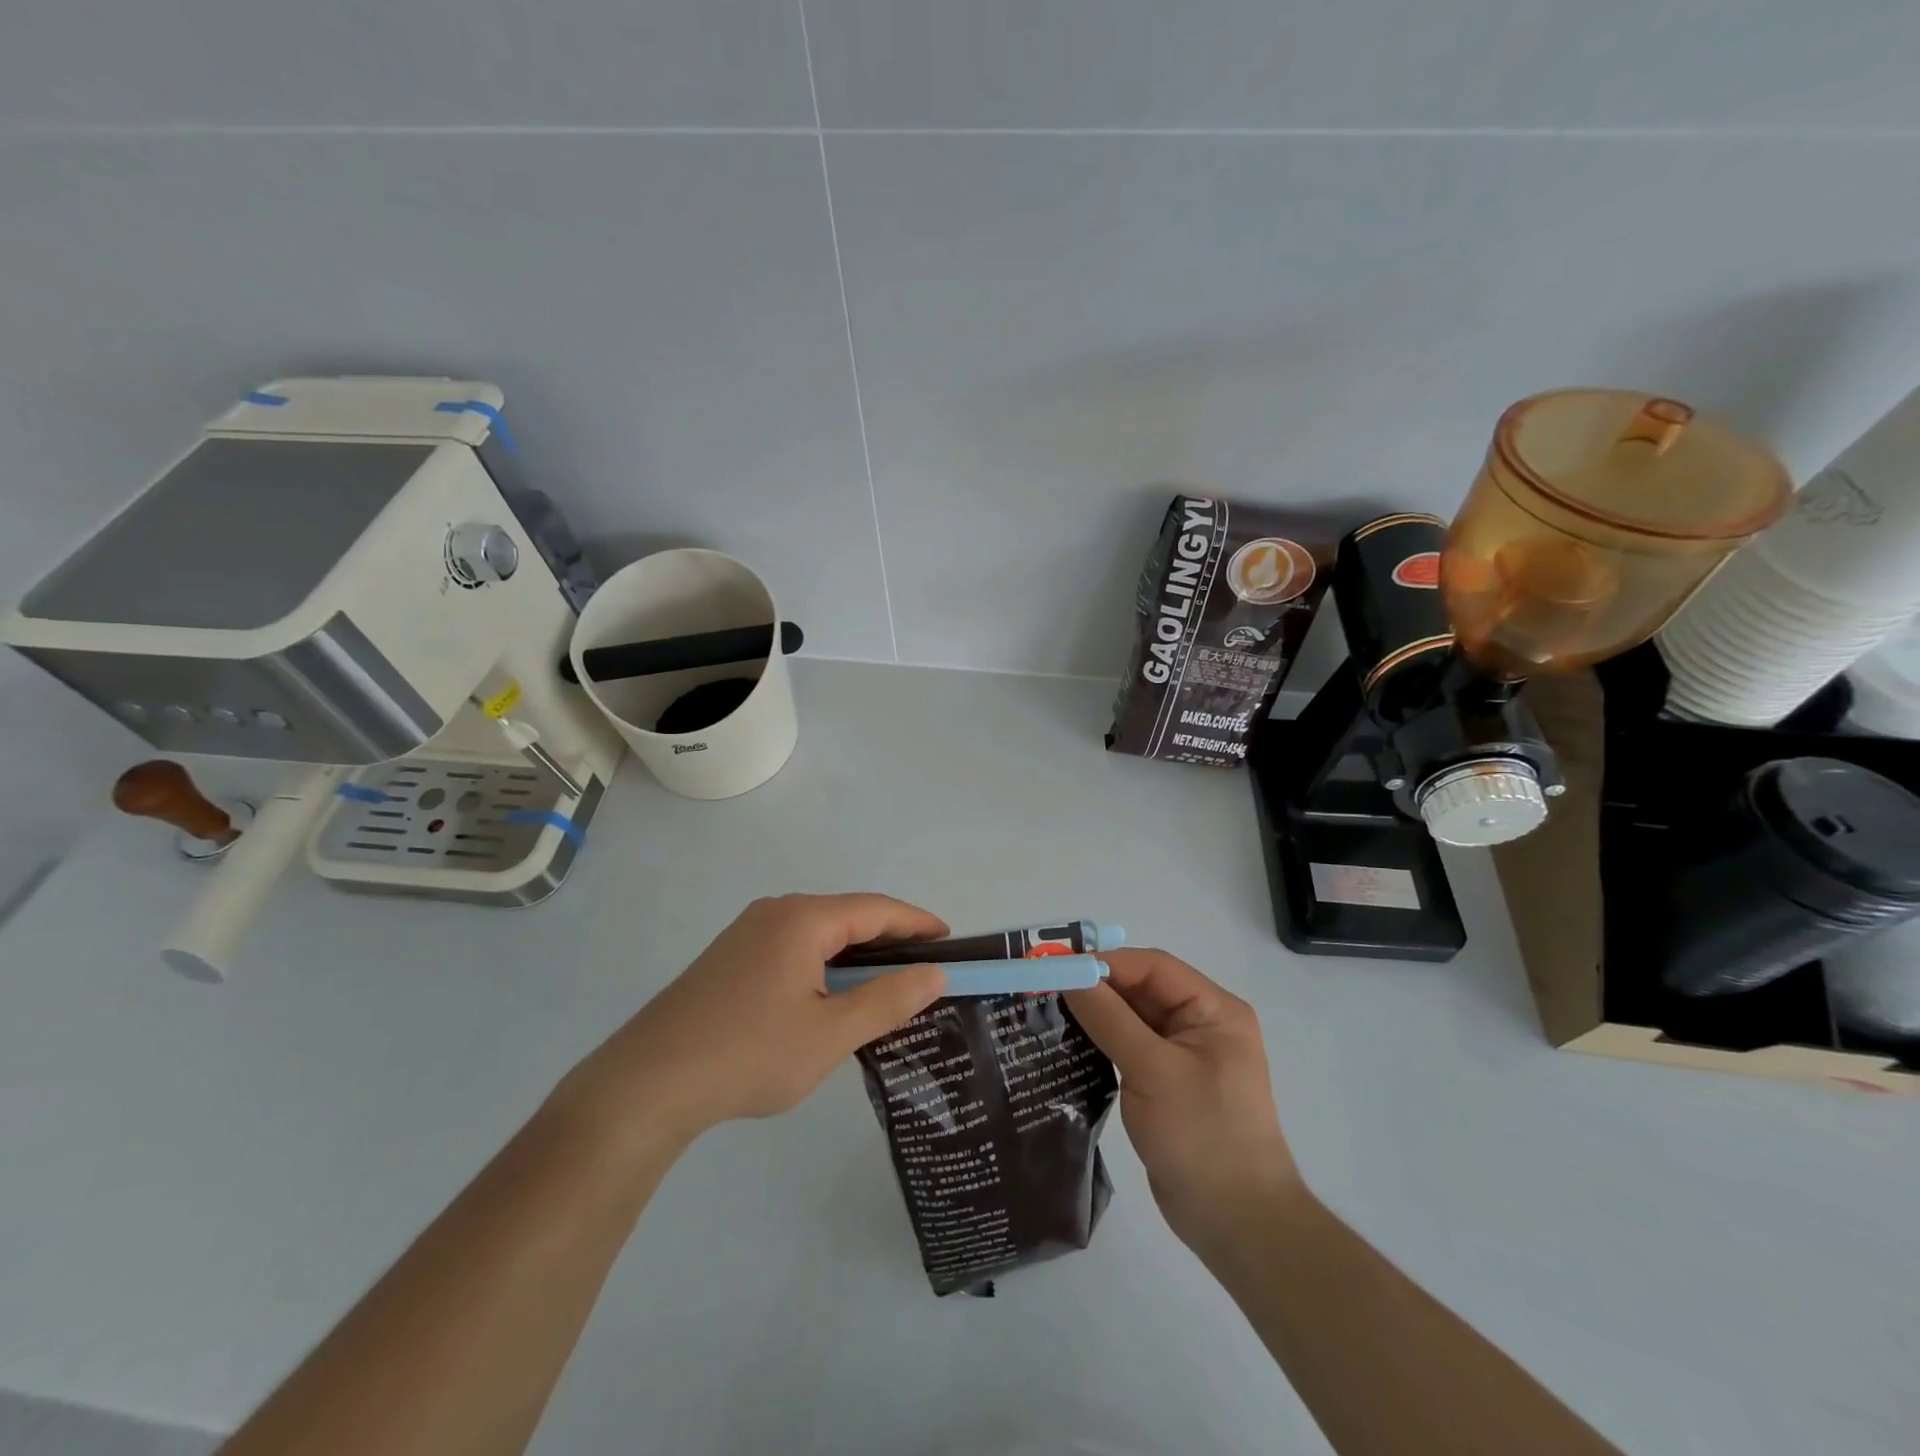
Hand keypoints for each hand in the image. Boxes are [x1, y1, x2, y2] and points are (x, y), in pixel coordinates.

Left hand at [561, 894, 947, 1145]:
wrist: (647, 1084)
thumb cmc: (750, 1054)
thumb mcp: (830, 1033)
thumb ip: (888, 1000)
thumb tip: (935, 973)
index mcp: (803, 918)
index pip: (877, 909)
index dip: (918, 923)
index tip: (951, 942)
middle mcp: (776, 911)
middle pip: (848, 915)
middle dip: (890, 938)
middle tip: (926, 968)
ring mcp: (748, 932)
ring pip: (820, 932)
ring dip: (857, 952)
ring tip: (887, 983)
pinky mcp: (731, 956)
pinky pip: (794, 945)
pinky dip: (826, 962)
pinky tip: (832, 994)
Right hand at [1064, 949, 1298, 1255]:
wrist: (1236, 1225)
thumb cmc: (1202, 1136)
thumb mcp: (1153, 1071)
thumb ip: (1110, 1018)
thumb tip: (1070, 975)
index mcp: (1214, 1010)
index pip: (1153, 967)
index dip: (1106, 963)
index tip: (1058, 967)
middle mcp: (1201, 1025)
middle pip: (1141, 990)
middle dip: (1096, 988)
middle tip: (1044, 988)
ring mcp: (1183, 1056)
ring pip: (1131, 1019)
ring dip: (1095, 1015)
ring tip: (1047, 1011)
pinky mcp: (1165, 1084)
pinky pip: (1128, 1048)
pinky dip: (1100, 1043)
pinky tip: (1067, 1045)